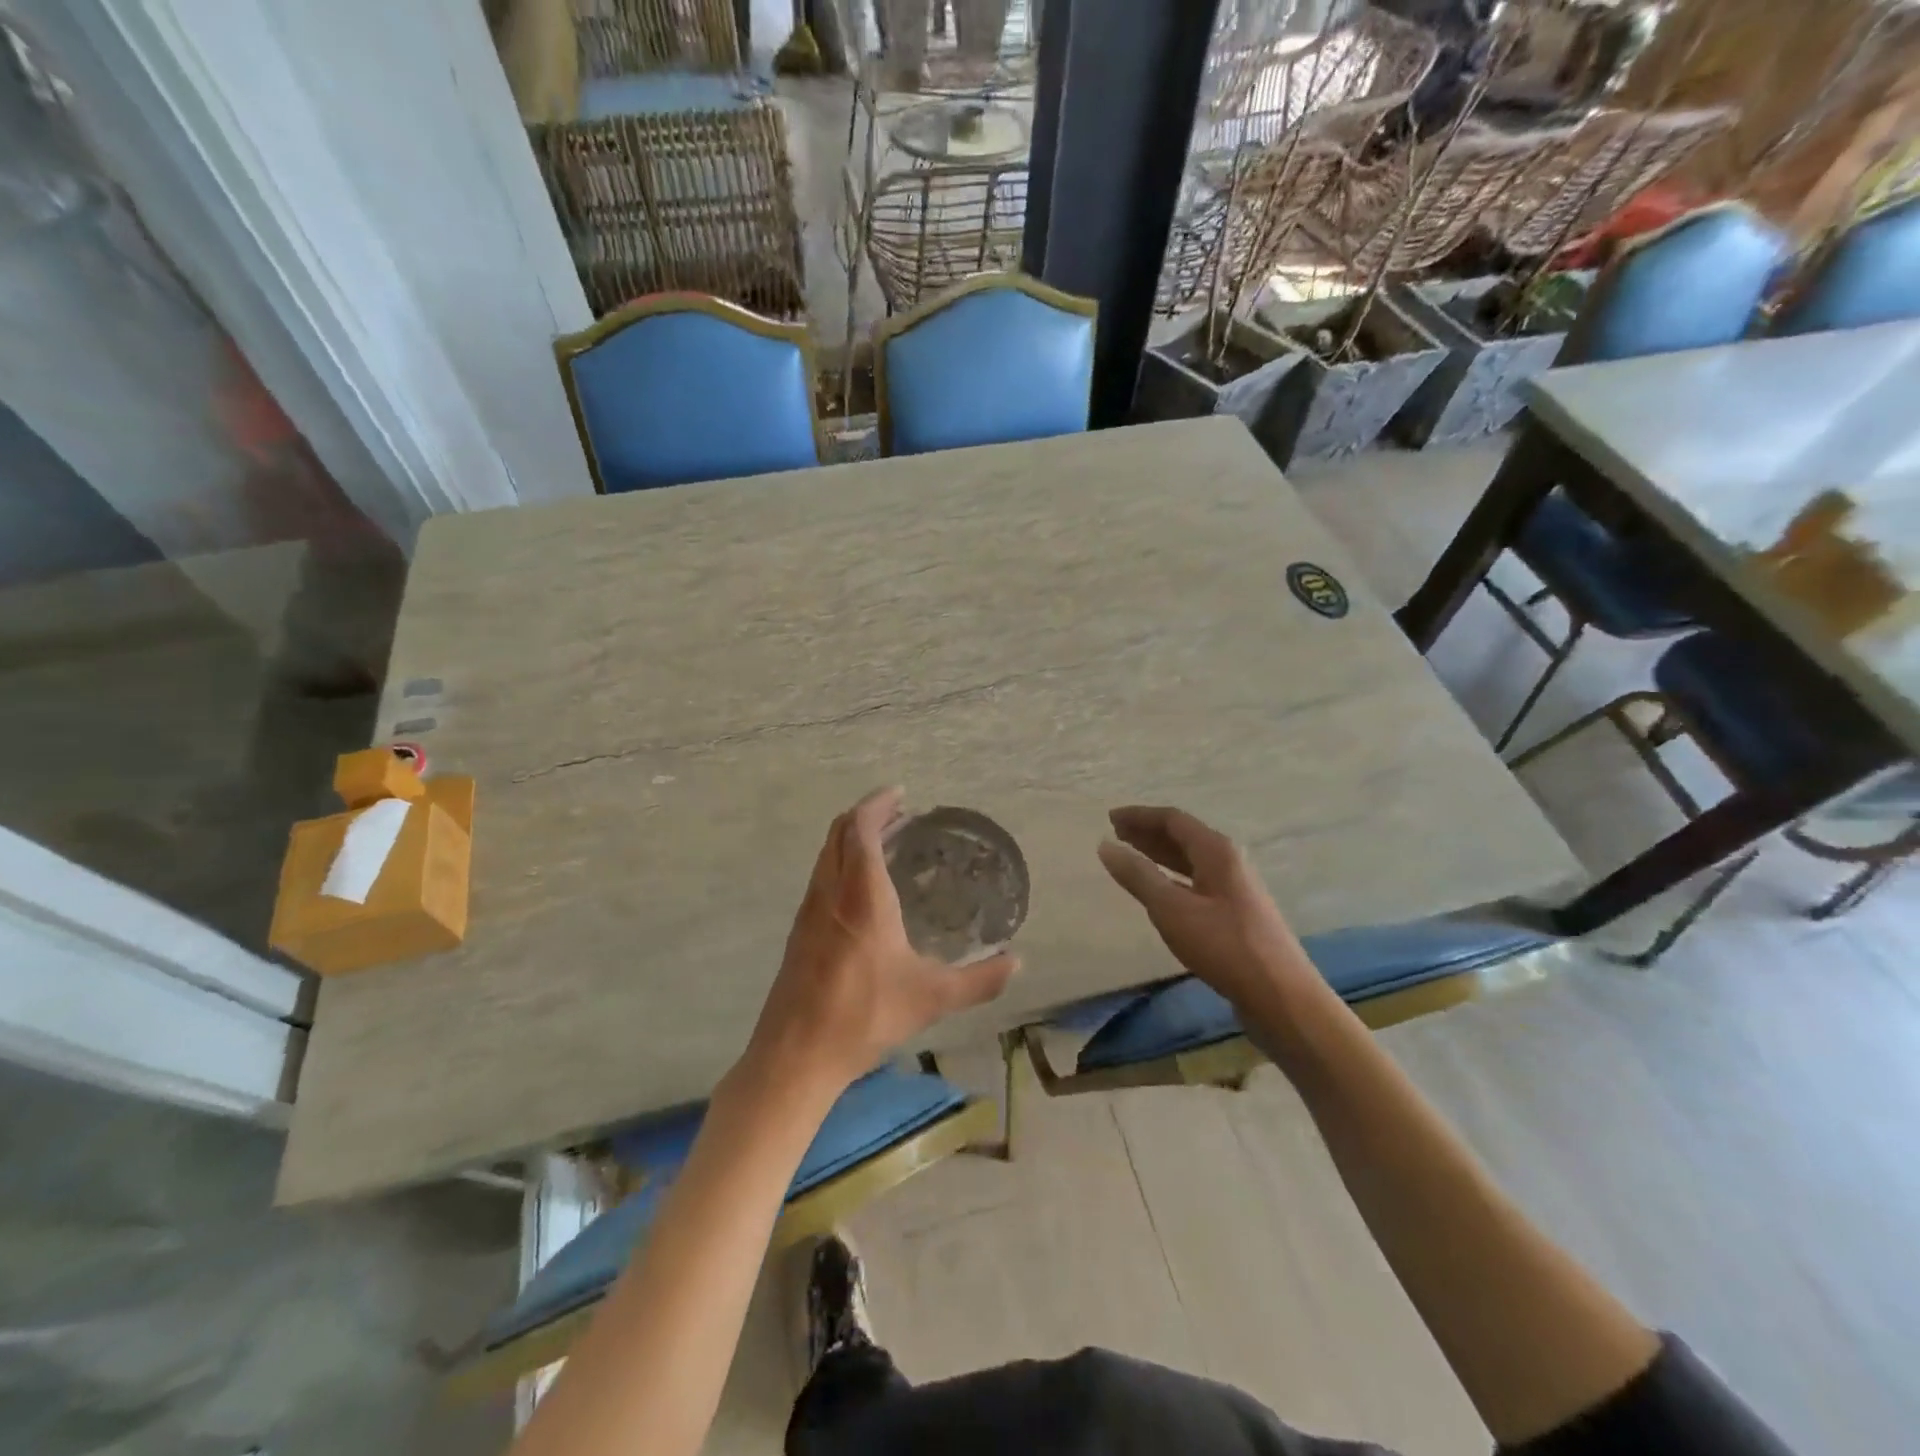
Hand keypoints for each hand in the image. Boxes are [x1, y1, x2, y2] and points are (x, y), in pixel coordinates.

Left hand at [743, 788, 1019, 1096]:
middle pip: (839, 832)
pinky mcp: (799, 931)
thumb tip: (1018, 963)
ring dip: (850, 838)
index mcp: (862, 895)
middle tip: (898, 815)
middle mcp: (831, 891)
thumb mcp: (931, 998)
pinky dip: (840, 862)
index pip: (861, 829)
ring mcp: (809, 910)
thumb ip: (979, 980)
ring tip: (882, 844)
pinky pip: (820, 876)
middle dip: (866, 815)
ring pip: (826, 854)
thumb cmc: (864, 1015)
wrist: (796, 1053)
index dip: (878, 804)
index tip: (900, 795)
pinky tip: (861, 890)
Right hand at [1098, 806, 1323, 1014]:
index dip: (1140, 816)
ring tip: (1131, 855)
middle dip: (1148, 833)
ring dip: (1159, 854)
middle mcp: (1229, 861)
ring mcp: (1235, 888)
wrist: (1280, 996)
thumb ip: (1138, 876)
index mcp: (1217, 851)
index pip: (1173, 820)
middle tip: (1116, 833)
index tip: (1110, 818)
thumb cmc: (1224, 946)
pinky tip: (1160, 890)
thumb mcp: (1172, 909)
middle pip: (1184, 836)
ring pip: (1190, 860)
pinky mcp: (1236, 913)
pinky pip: (1197, 881)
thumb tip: (1106, 846)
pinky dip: (1172, 877)